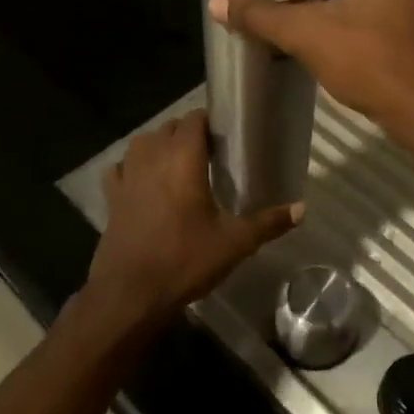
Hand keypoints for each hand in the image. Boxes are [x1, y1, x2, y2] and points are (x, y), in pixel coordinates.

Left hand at [86, 109, 300, 318]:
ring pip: (143, 142)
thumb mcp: (234, 243)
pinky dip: (132, 167)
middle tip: (211, 153)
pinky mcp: (111, 196)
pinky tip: (143, 182)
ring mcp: (127, 175)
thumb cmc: (185, 260)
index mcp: (183, 158)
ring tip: (179, 164)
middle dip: (188, 133)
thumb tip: (302, 209)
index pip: (194, 119)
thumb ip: (268, 222)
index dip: (210, 121)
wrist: (130, 294)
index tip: (227, 135)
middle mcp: (152, 157)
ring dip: (160, 145)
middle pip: (170, 127)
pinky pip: (121, 168)